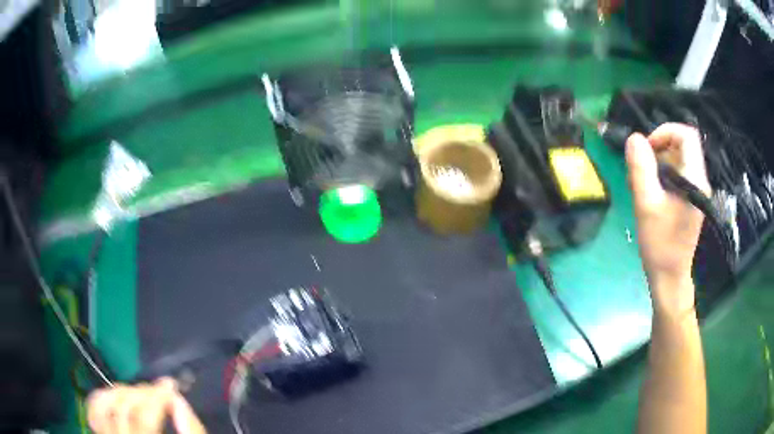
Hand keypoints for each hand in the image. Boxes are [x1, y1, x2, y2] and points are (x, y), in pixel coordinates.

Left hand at [87, 378, 206, 433]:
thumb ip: (191, 431)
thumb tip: (177, 401)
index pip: (143, 419)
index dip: (156, 397)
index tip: (170, 387)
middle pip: (123, 408)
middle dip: (142, 392)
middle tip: (159, 389)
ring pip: (104, 406)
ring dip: (122, 392)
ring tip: (139, 393)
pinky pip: (94, 413)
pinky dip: (102, 399)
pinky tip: (116, 398)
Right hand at [625, 123, 709, 313]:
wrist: (669, 277)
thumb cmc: (660, 244)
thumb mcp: (646, 205)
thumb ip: (640, 169)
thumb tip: (634, 138)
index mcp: (694, 179)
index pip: (686, 135)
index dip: (665, 131)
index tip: (647, 148)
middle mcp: (699, 180)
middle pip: (681, 145)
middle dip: (658, 149)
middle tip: (641, 168)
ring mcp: (695, 190)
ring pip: (677, 159)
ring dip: (657, 163)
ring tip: (642, 184)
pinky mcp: (689, 199)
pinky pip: (676, 173)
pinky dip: (661, 175)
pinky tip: (650, 192)